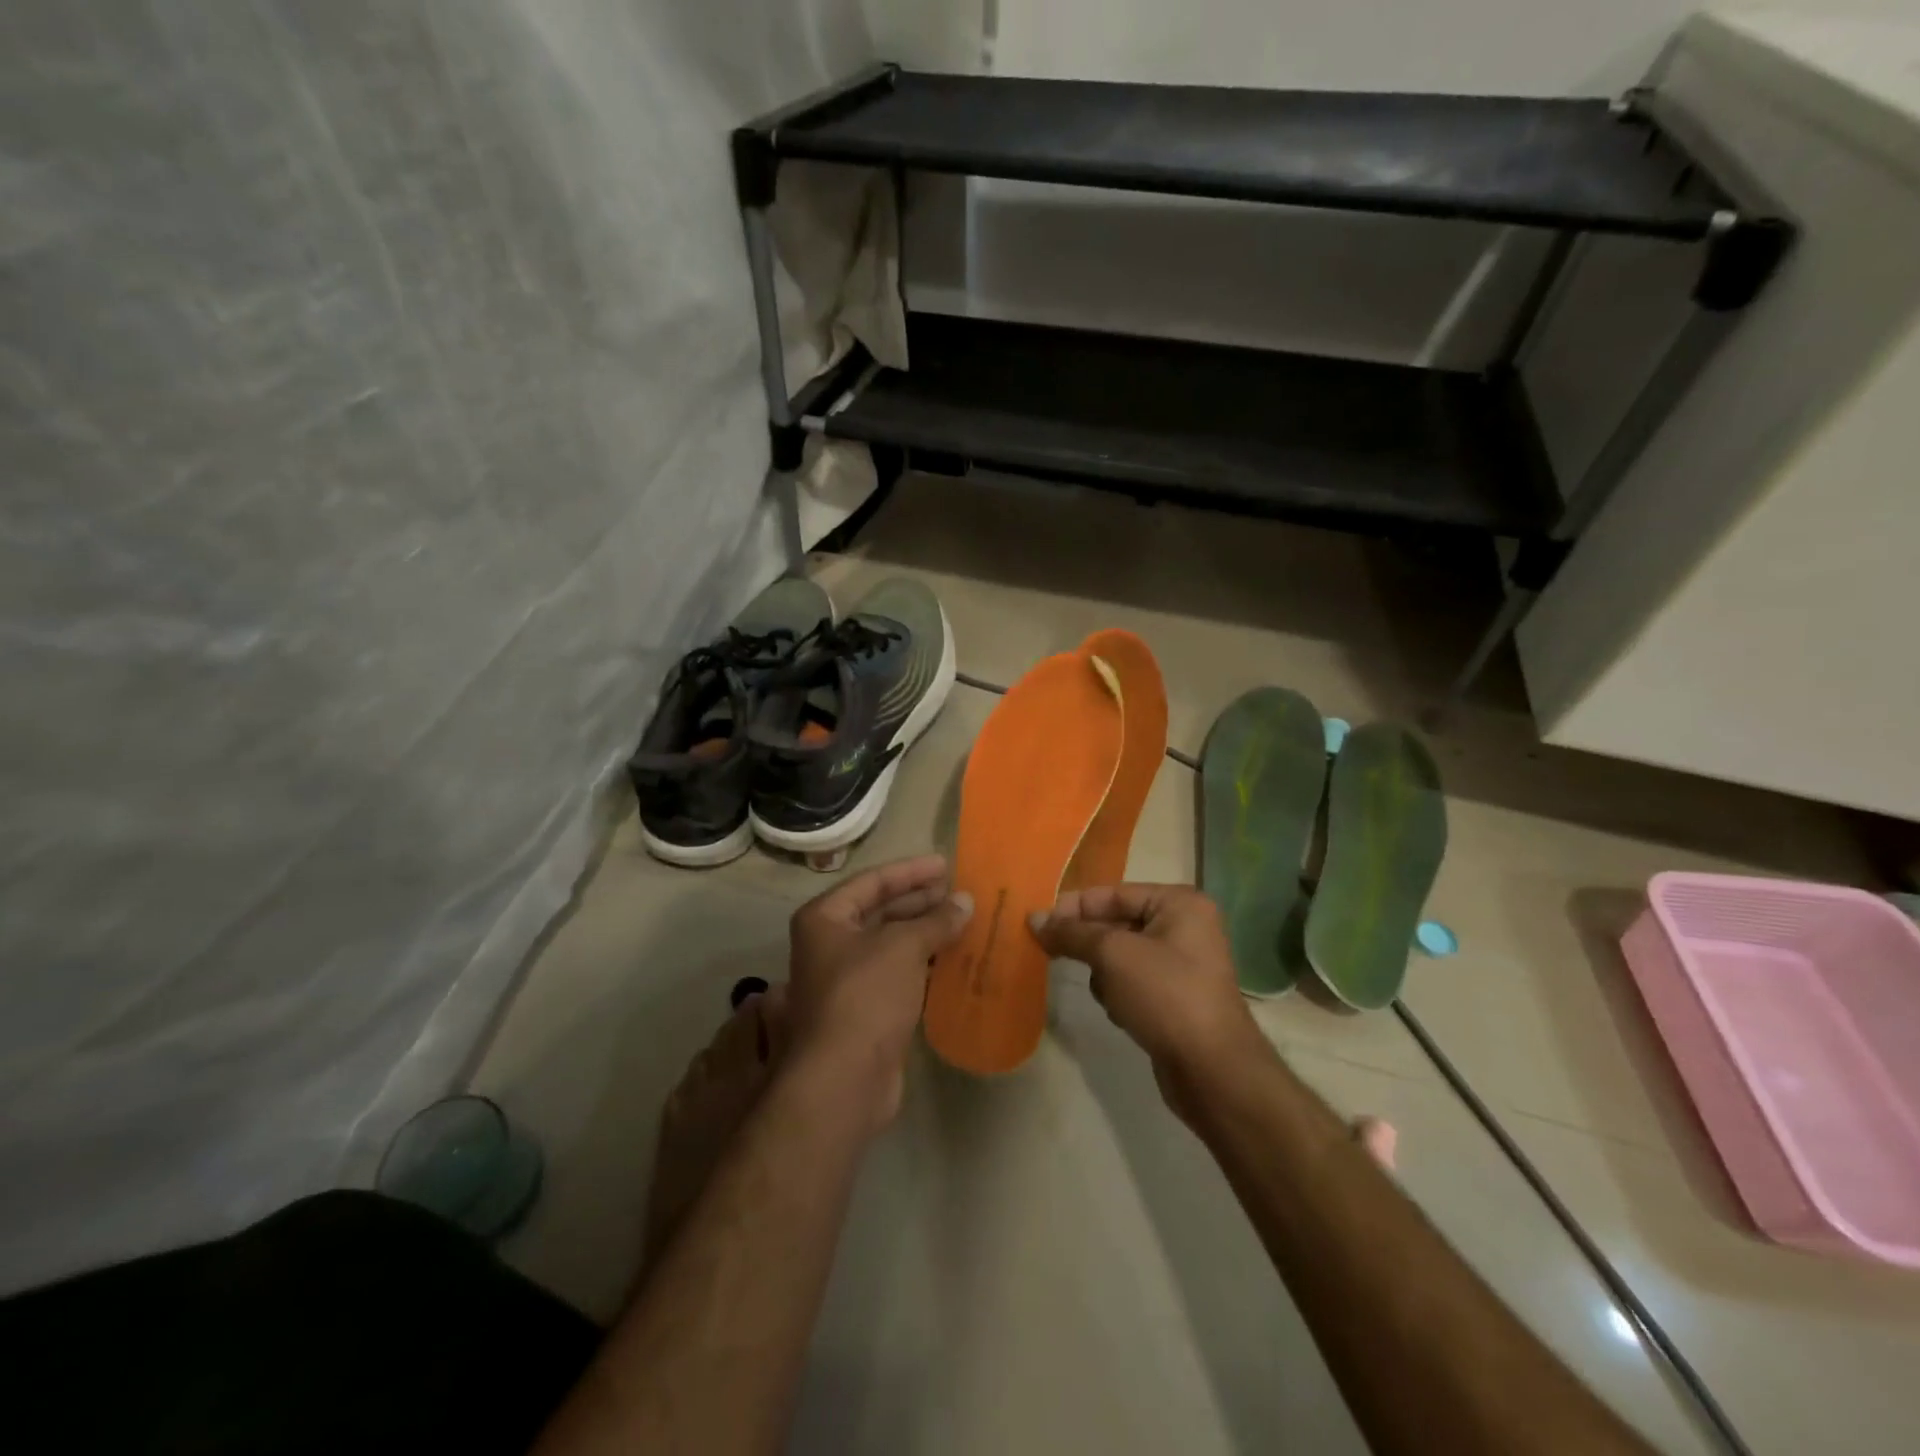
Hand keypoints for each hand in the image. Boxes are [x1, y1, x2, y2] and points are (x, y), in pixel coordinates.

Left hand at [785, 854, 972, 1131]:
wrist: (844, 1080)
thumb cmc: (865, 996)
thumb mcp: (903, 947)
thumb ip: (935, 920)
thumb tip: (965, 901)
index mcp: (825, 919)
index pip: (872, 881)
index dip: (910, 871)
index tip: (946, 864)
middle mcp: (830, 944)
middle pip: (881, 911)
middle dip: (921, 901)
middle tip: (960, 892)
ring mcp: (847, 980)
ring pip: (893, 945)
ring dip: (927, 933)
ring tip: (965, 920)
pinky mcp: (867, 1011)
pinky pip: (900, 974)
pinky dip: (925, 964)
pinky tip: (954, 958)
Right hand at [1030, 884, 1272, 1117]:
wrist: (1212, 1070)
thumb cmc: (1165, 995)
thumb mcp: (1112, 954)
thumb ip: (1071, 933)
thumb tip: (1034, 917)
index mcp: (1179, 903)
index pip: (1112, 893)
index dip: (1073, 907)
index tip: (1037, 924)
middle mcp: (1184, 926)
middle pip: (1116, 923)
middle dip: (1089, 944)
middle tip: (1053, 955)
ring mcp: (1182, 964)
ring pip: (1119, 956)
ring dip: (1105, 974)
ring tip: (1111, 995)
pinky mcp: (1175, 998)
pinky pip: (1132, 982)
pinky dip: (1119, 994)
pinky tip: (1123, 1014)